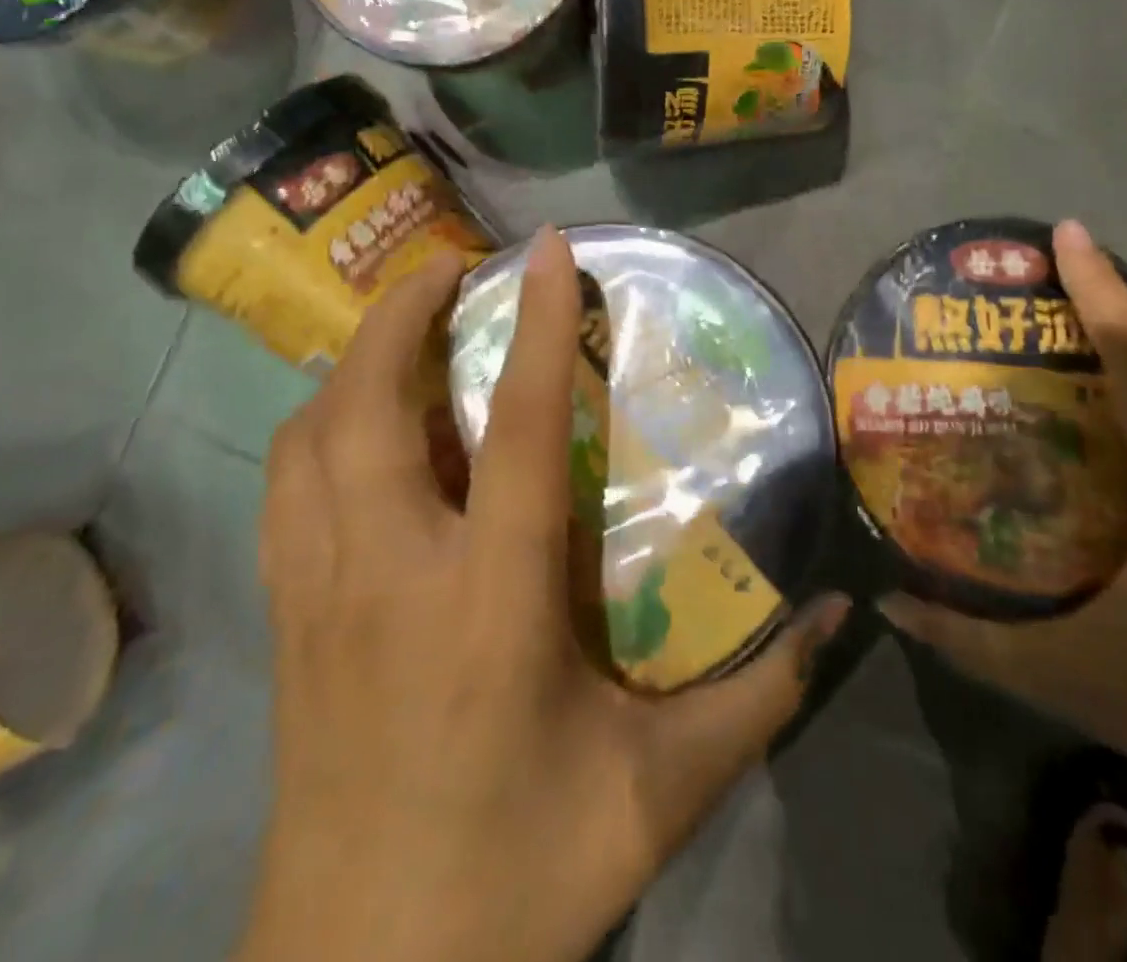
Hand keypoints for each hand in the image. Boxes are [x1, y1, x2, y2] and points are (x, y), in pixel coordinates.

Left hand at [240, 228, 850, 961]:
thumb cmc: (514, 877)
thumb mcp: (657, 793)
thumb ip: (759, 700)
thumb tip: (841, 616)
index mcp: (487, 601)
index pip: (518, 427)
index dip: (538, 325)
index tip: (550, 249)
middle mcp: (388, 573)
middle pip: (367, 402)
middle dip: (401, 310)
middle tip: (452, 266)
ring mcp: (317, 594)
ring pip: (308, 435)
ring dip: (353, 360)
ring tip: (403, 328)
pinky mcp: (285, 621)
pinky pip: (286, 487)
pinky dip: (319, 425)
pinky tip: (358, 423)